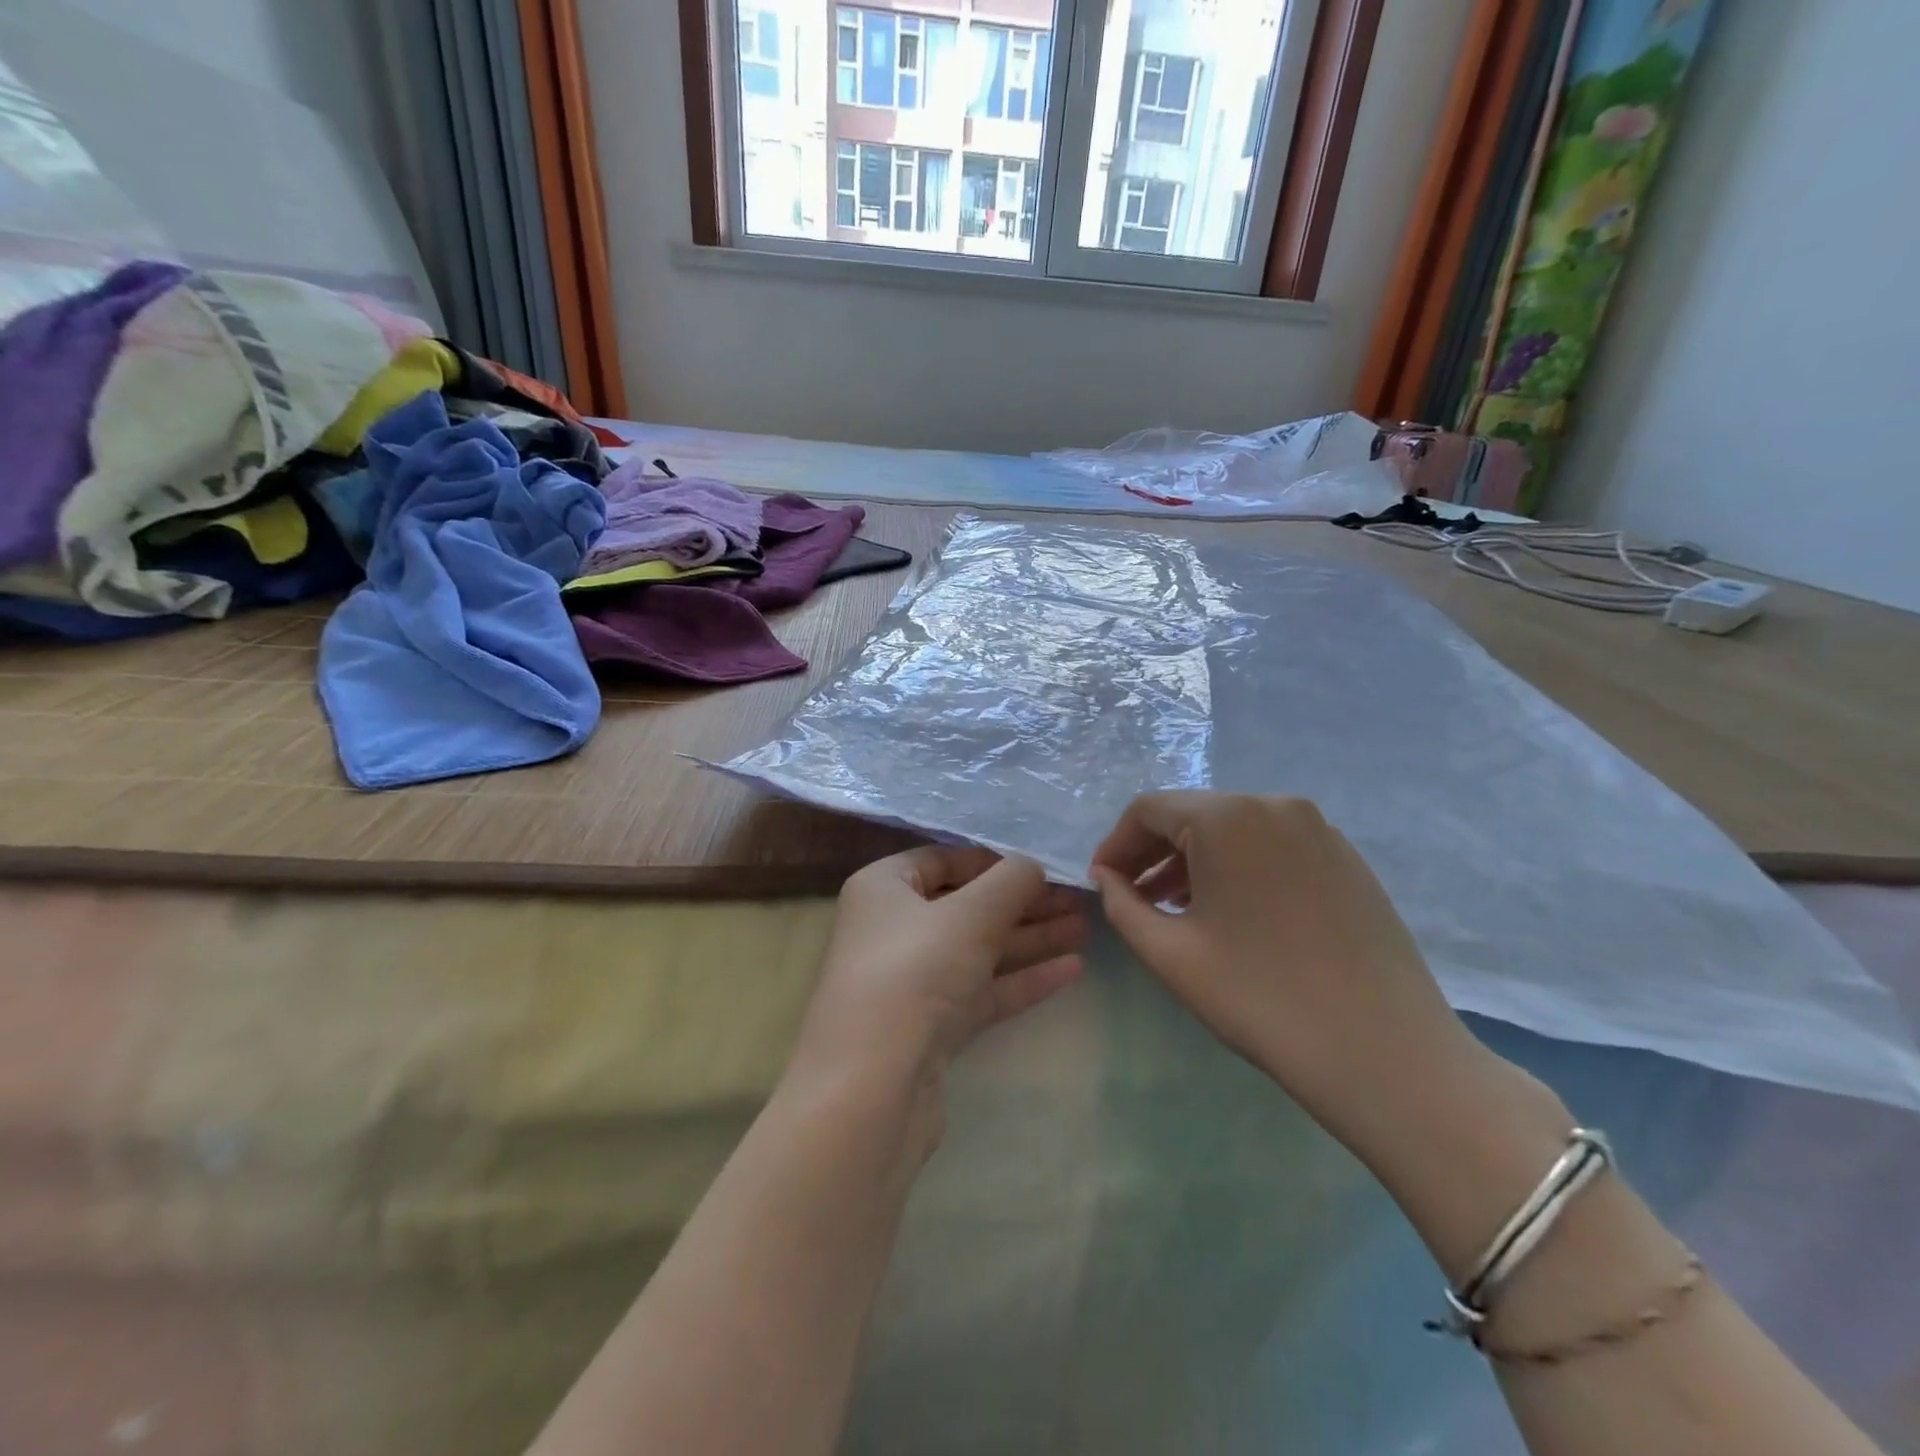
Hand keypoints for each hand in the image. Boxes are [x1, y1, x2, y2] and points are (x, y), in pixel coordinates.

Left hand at [790, 848, 1086, 1139]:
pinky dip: (1022, 979)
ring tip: (1085, 927)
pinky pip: (982, 991)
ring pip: (979, 950)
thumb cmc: (915, 973)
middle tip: (1077, 898)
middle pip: (966, 906)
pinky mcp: (930, 1027)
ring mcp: (911, 982)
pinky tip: (1072, 969)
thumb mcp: (970, 914)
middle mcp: (892, 930)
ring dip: (1030, 939)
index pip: (943, 860)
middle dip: (1022, 902)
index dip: (993, 860)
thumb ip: (1010, 881)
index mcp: (884, 889)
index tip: (1041, 865)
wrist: (872, 1089)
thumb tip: (1032, 865)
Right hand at [1090, 794, 1499, 1162]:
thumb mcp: (1170, 953)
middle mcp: (1275, 805)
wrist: (1384, 1054)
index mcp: (1227, 817)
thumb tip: (1107, 878)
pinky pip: (1273, 848)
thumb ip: (1122, 905)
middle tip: (1132, 899)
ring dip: (1194, 862)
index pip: (1148, 809)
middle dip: (1153, 853)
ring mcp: (1320, 830)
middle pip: (1193, 815)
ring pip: (1234, 831)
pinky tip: (1233, 914)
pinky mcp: (1347, 860)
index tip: (1101, 885)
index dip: (1116, 844)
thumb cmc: (1260, 998)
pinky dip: (1239, 868)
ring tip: (1175, 909)